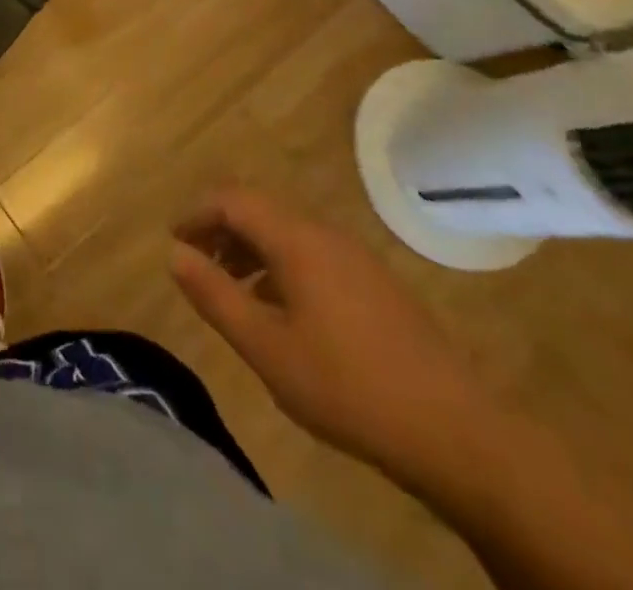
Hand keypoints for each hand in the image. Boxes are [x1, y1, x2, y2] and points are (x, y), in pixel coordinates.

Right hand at [170, 188, 495, 481]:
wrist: (457, 433)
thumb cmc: (347, 386)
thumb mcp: (266, 347)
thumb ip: (215, 295)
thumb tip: (175, 254)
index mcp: (297, 240)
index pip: (233, 200)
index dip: (197, 213)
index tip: (174, 241)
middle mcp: (325, 235)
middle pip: (260, 212)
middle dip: (221, 231)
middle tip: (197, 266)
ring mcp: (356, 259)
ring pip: (288, 235)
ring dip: (251, 251)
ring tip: (233, 291)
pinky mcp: (376, 285)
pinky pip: (313, 256)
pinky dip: (281, 267)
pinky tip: (282, 312)